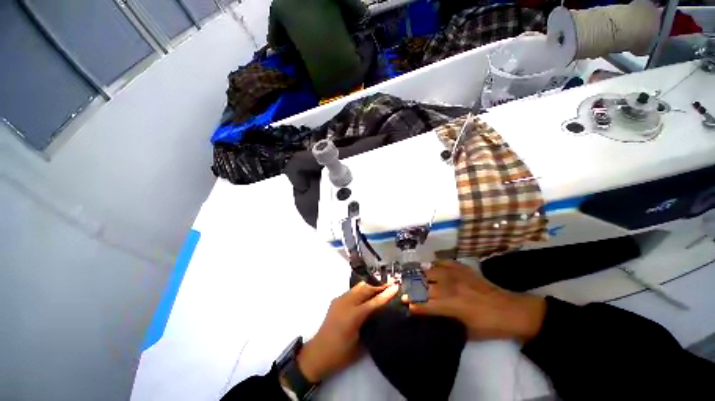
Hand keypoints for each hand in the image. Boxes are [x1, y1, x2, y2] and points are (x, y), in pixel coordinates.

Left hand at [297, 281, 398, 381]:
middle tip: (389, 285)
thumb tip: (381, 316)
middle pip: (366, 289)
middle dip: (378, 287)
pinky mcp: (336, 300)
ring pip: (358, 287)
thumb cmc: (340, 354)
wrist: (318, 353)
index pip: (374, 301)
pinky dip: (361, 290)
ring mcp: (340, 300)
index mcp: (354, 315)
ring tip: (379, 289)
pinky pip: (352, 291)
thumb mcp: (360, 344)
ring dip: (369, 287)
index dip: (386, 294)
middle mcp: (347, 303)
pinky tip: (365, 295)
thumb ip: (370, 326)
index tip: (396, 287)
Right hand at [403, 260, 545, 342]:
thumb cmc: (489, 326)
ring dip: (421, 276)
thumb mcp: (467, 332)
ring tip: (417, 280)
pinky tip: (434, 270)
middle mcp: (449, 286)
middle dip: (412, 289)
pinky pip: (442, 262)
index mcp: (451, 305)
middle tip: (407, 291)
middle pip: (423, 284)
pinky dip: (435, 266)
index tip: (405, 304)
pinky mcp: (462, 268)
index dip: (413, 304)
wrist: (512, 310)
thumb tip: (431, 317)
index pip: (424, 303)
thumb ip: (447, 322)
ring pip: (429, 271)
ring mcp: (455, 274)